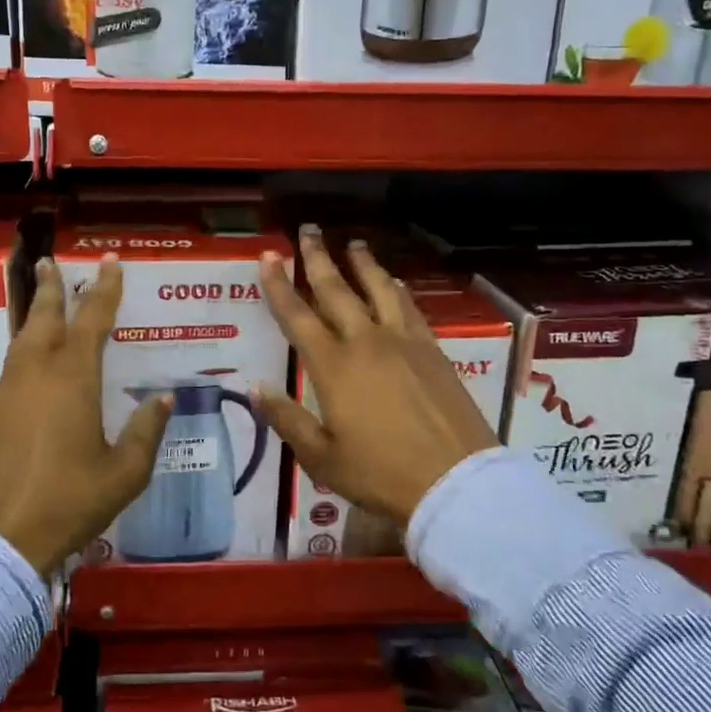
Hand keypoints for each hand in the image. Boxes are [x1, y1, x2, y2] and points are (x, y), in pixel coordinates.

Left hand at [0, 253, 171, 574]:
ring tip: (43, 297)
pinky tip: (33, 354)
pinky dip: (26, 343)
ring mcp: (11, 392)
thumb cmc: (68, 501)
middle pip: (44, 317)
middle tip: (51, 262)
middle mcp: (38, 374)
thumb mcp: (123, 473)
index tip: (110, 262)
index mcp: (73, 379)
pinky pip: (15, 362)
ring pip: (24, 338)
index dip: (103, 289)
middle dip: (51, 288)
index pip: (92, 320)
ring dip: (35, 312)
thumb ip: (145, 432)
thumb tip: (163, 398)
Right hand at [253, 227, 497, 528]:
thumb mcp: (321, 456)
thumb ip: (286, 419)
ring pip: (378, 289)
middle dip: (318, 257)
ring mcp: (404, 342)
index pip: (297, 316)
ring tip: (353, 243)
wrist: (455, 481)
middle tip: (308, 230)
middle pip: (336, 290)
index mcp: (333, 367)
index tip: (268, 255)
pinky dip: (398, 289)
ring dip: (362, 264)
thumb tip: (256, 387)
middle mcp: (366, 342)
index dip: (279, 284)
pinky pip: (411, 308)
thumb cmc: (381, 474)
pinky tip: (395, 282)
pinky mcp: (433, 350)